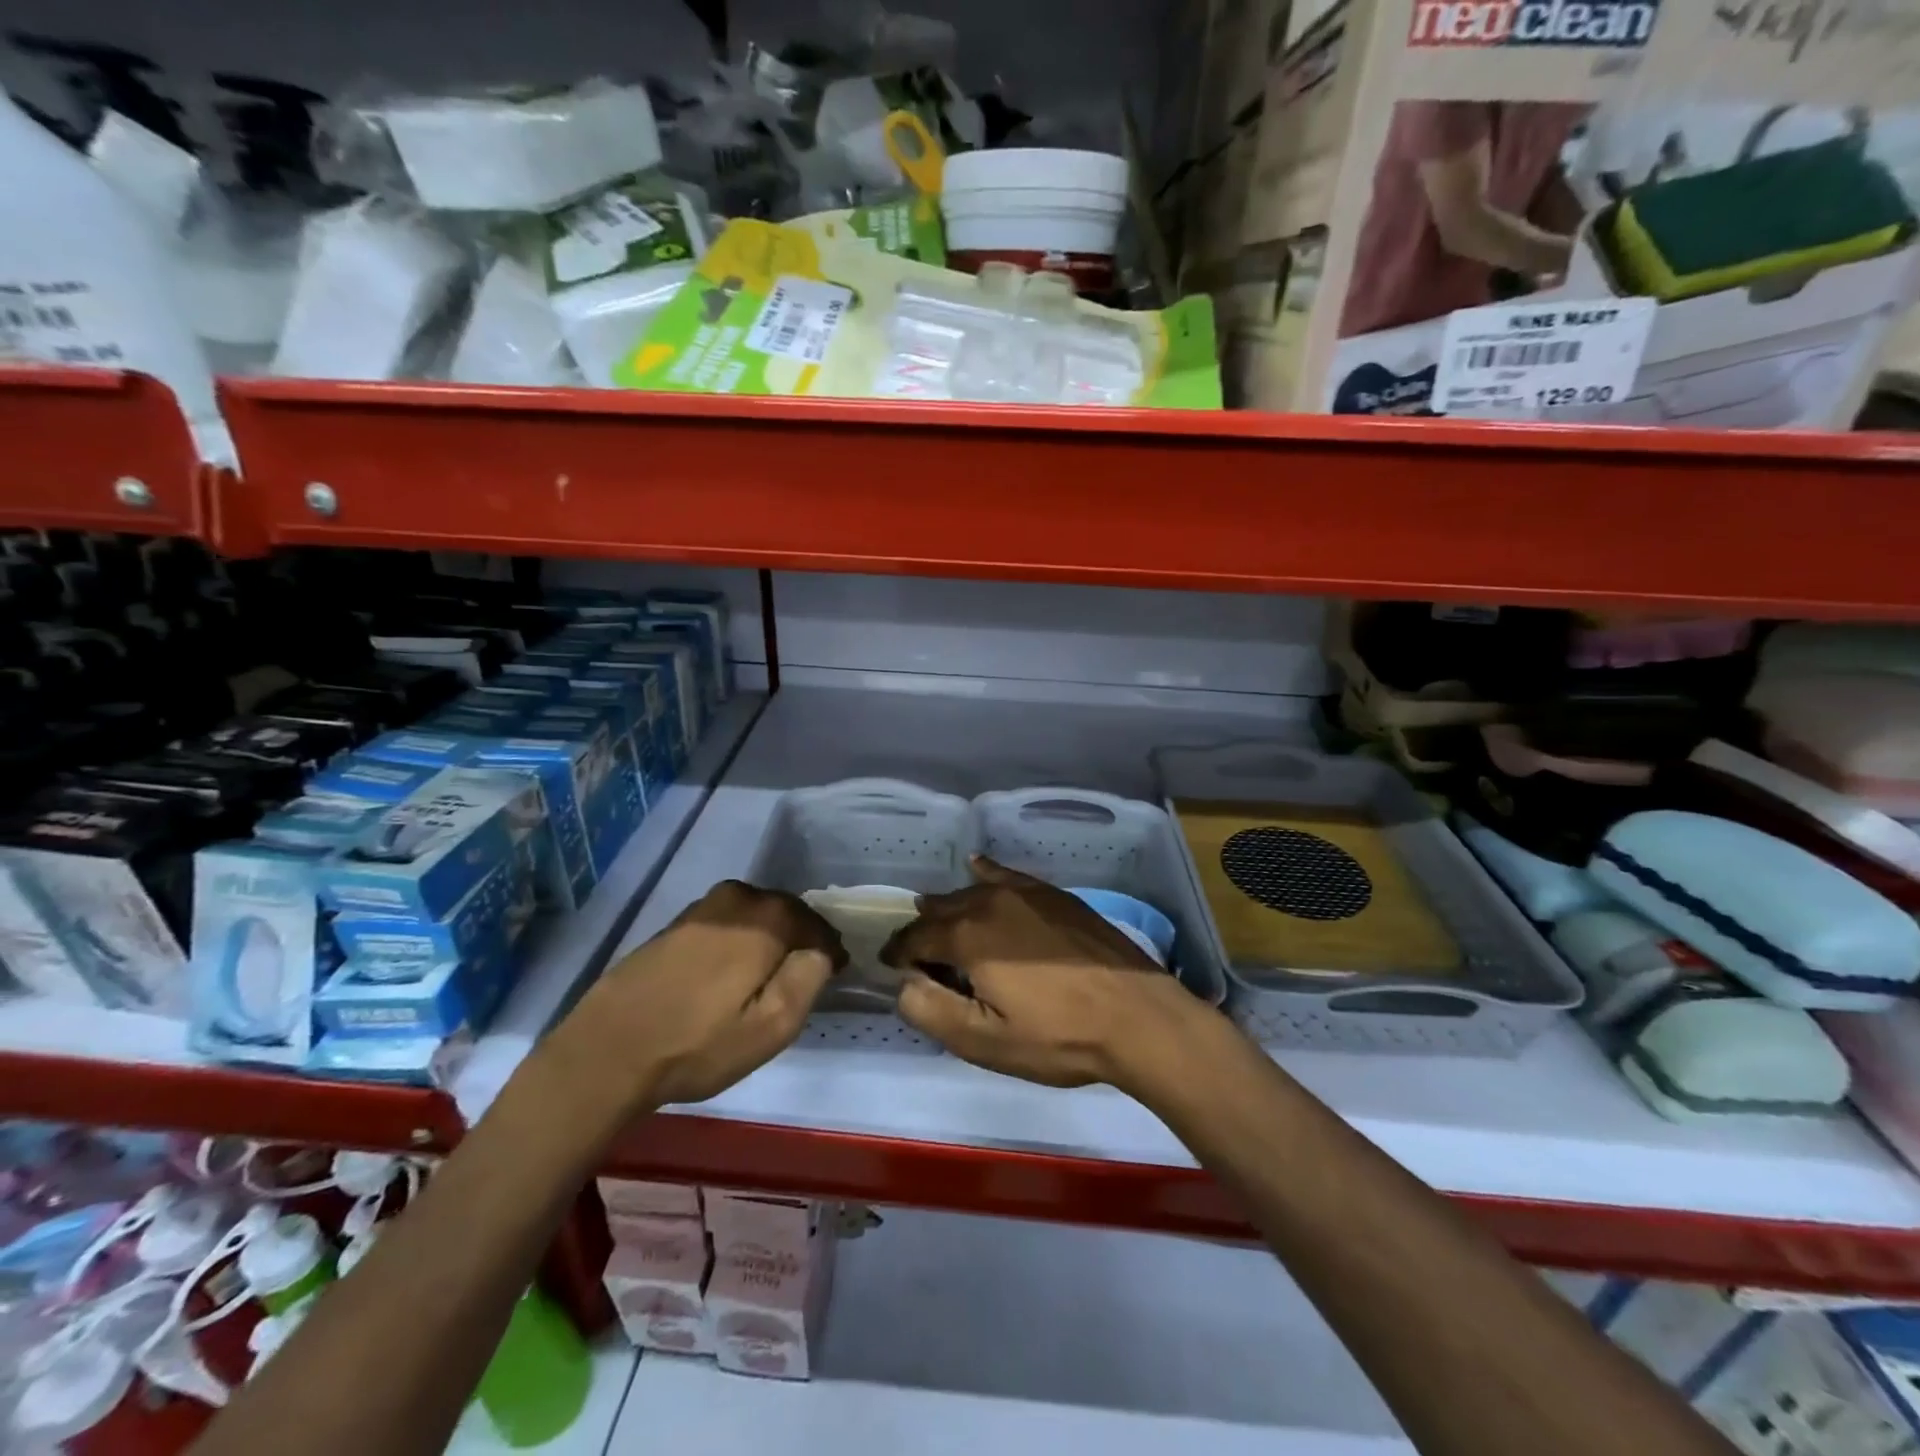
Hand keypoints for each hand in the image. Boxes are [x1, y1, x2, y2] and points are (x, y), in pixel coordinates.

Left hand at [558, 880, 845, 1110]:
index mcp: (766, 919)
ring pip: (754, 915)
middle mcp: (737, 899)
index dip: (829, 951)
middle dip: (800, 939)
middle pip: (786, 913)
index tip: (835, 974)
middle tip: (804, 975)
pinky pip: (726, 922)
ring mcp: (702, 908)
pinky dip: (739, 939)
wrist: (606, 1052)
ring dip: (768, 938)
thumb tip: (820, 952)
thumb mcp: (770, 1028)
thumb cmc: (697, 1045)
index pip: (816, 925)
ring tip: (767, 976)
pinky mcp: (676, 924)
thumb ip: (808, 980)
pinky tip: (729, 972)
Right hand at [882, 857, 1207, 1089]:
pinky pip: (1006, 875)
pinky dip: (985, 874)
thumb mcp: (985, 1041)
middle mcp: (989, 900)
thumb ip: (931, 1010)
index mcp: (967, 935)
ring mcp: (1025, 892)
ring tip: (940, 921)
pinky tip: (977, 868)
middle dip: (922, 931)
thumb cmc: (1057, 1036)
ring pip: (971, 892)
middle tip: (917, 956)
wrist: (1136, 1016)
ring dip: (951, 908)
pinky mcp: (1053, 894)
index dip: (897, 955)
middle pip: (940, 910)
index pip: (914, 938)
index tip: (890, 969)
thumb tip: (904, 984)